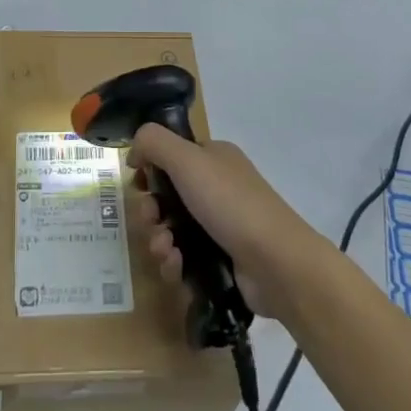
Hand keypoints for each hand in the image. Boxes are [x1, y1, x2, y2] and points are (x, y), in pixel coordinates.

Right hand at [127, 130, 324, 317]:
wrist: (276, 262)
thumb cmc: (230, 202)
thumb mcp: (188, 159)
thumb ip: (154, 142)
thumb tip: (135, 150)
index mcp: (214, 158)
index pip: (172, 156)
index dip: (151, 169)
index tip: (139, 183)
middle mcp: (218, 187)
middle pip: (168, 196)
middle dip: (151, 210)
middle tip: (150, 220)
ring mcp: (221, 225)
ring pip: (173, 230)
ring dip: (159, 240)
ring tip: (165, 251)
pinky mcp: (221, 260)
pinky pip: (185, 259)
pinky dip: (175, 263)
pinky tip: (176, 268)